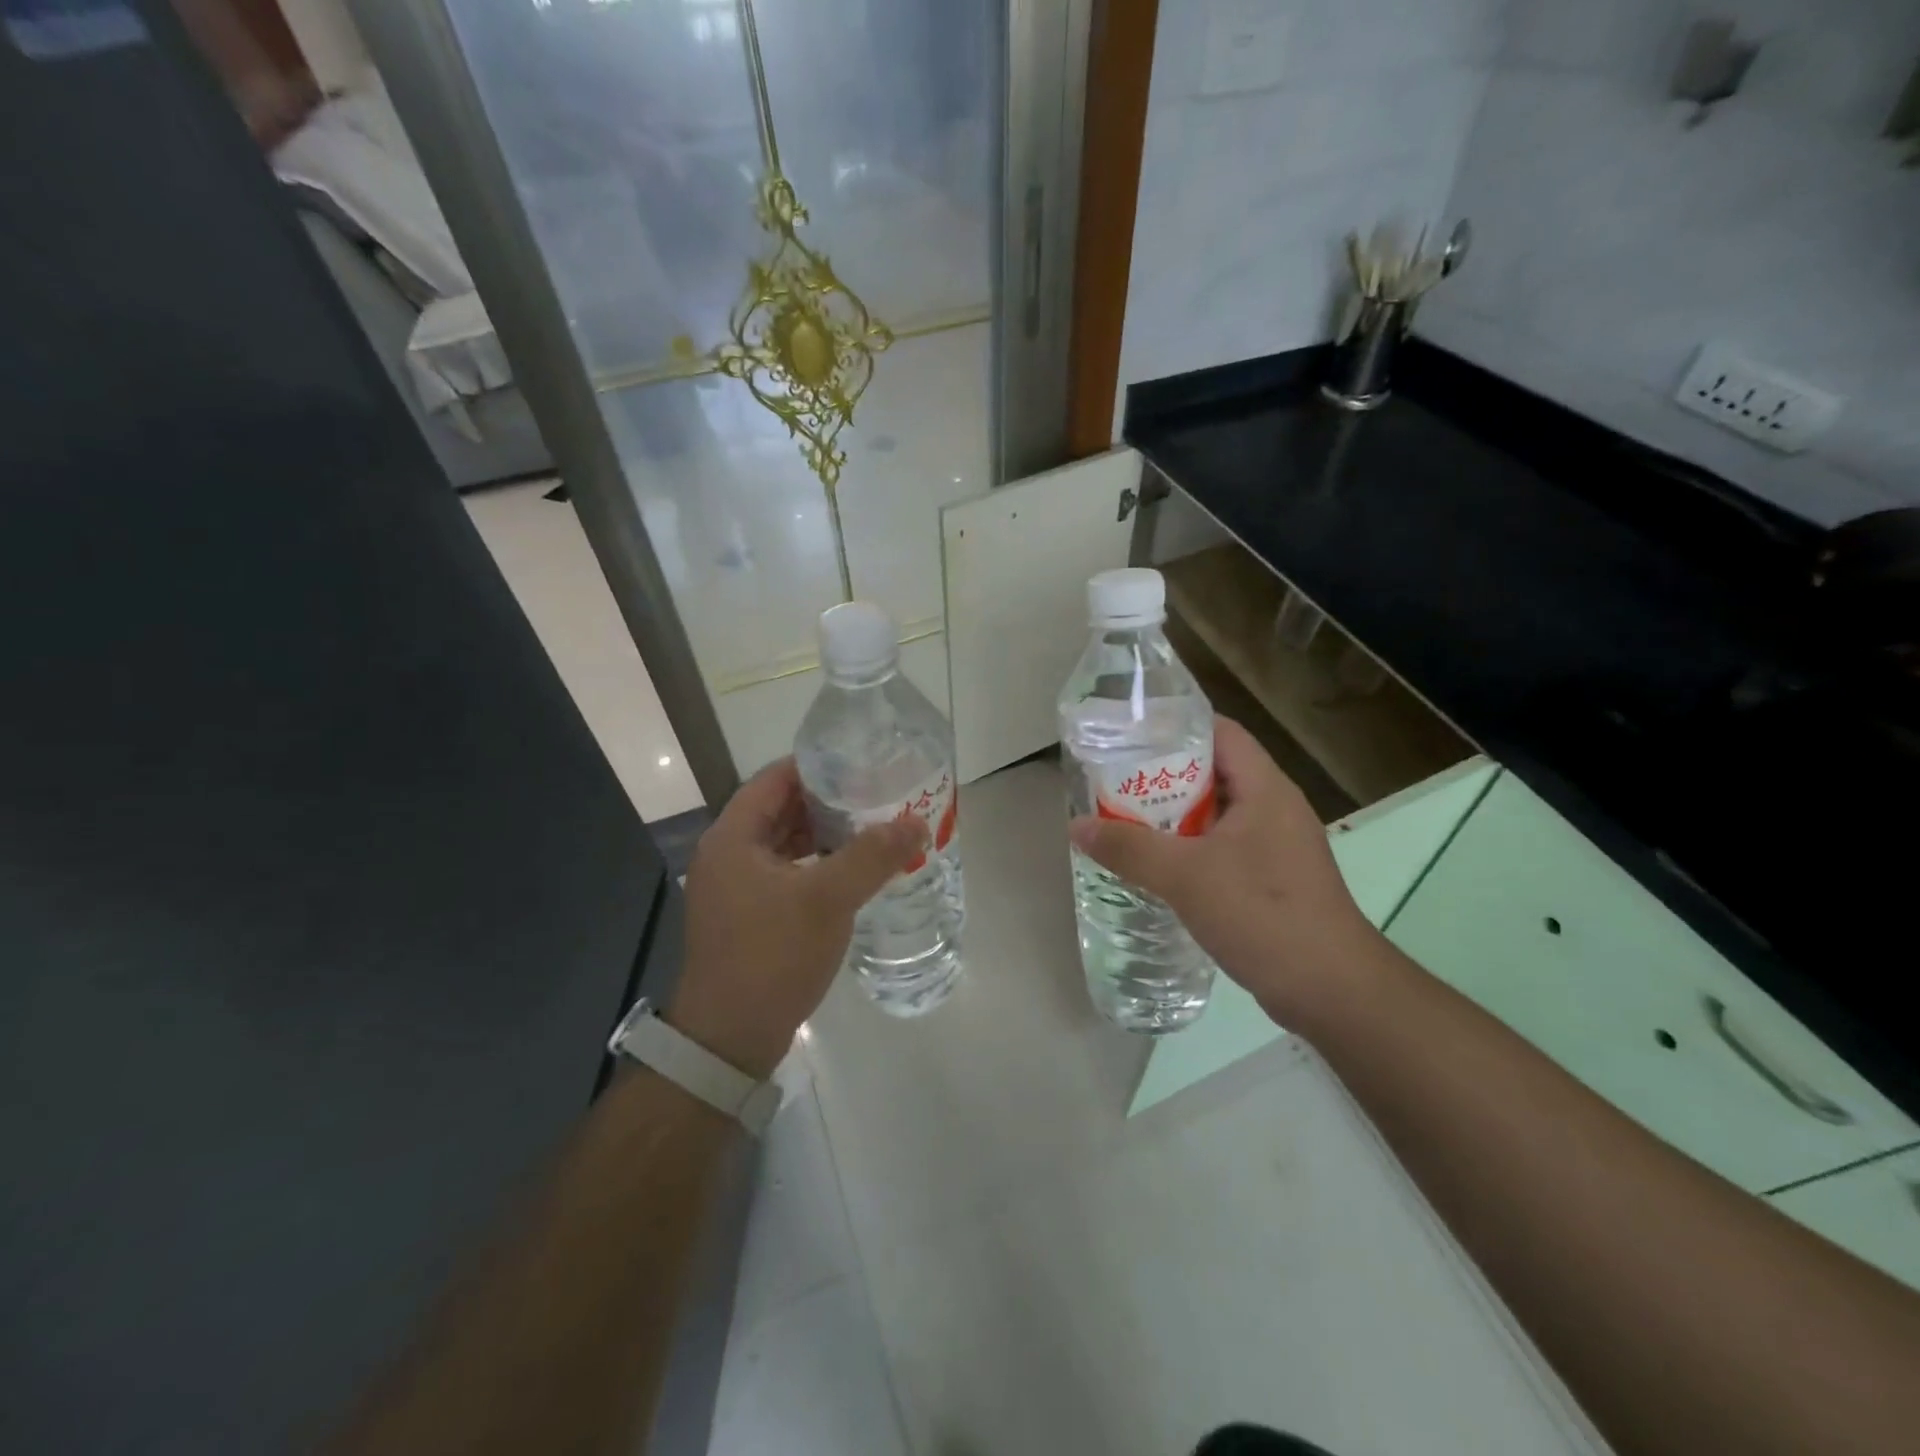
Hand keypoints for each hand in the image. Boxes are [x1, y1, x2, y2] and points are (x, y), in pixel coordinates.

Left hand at [669, 758, 928, 1077]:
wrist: (730, 1038)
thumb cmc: (772, 955)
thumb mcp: (827, 899)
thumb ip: (873, 855)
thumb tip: (917, 821)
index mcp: (732, 837)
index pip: (775, 778)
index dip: (818, 766)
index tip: (862, 763)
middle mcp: (727, 854)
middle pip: (781, 809)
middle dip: (828, 801)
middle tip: (877, 794)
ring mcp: (735, 887)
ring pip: (785, 844)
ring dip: (825, 835)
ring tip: (873, 828)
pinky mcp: (747, 915)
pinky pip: (786, 873)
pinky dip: (816, 865)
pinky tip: (852, 872)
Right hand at [1068, 716, 1380, 1022]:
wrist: (1331, 989)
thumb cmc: (1262, 913)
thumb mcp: (1185, 876)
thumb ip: (1128, 848)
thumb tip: (1076, 825)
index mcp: (1265, 789)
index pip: (1222, 733)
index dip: (1177, 726)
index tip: (1131, 735)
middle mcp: (1275, 808)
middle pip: (1215, 773)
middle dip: (1165, 776)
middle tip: (1115, 782)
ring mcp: (1277, 846)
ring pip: (1218, 815)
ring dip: (1175, 818)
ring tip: (1126, 821)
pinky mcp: (1275, 880)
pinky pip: (1225, 849)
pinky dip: (1191, 850)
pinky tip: (1159, 868)